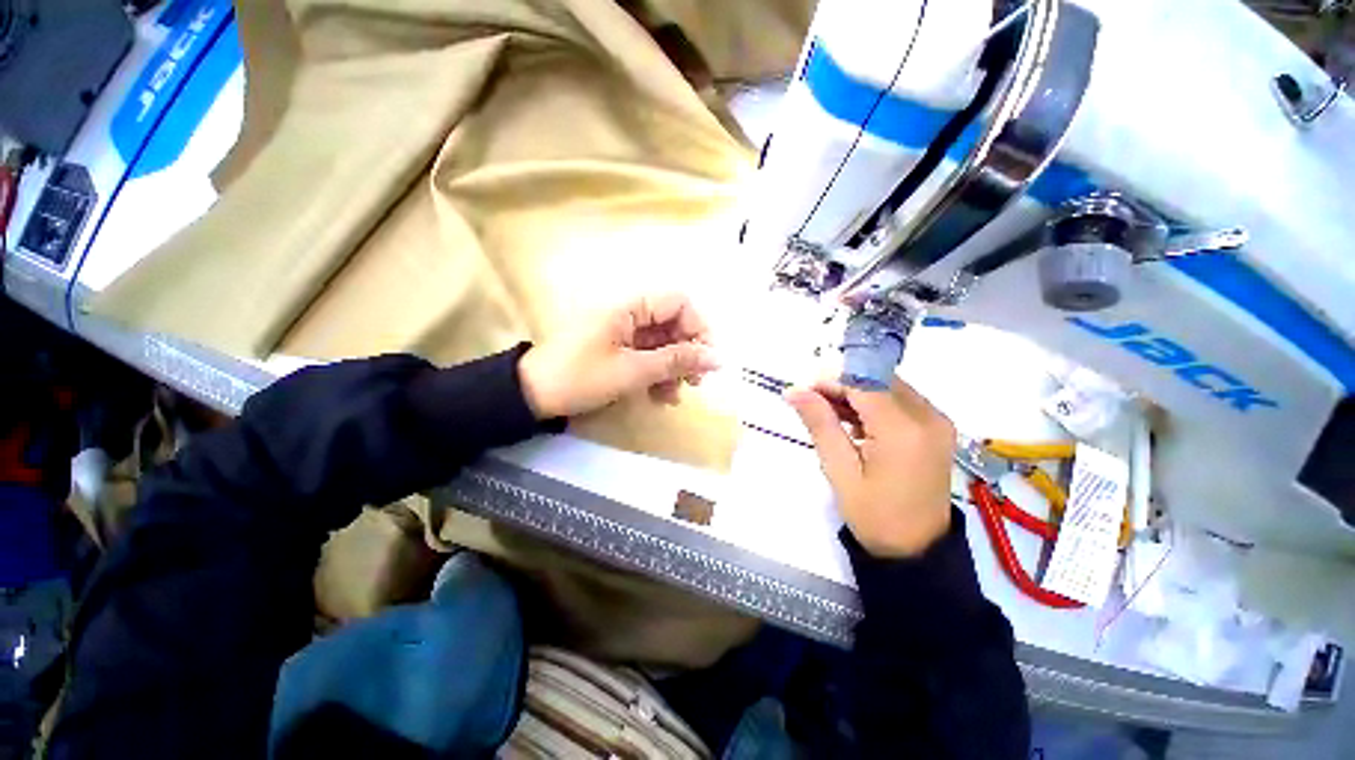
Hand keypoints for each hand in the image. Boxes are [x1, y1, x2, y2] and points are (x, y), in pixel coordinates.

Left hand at [518, 293, 719, 418]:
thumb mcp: (632, 371)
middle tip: (695, 383)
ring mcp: (624, 334)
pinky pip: (648, 358)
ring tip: (674, 397)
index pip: (679, 303)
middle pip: (673, 325)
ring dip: (673, 369)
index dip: (698, 328)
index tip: (707, 359)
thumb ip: (676, 362)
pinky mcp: (618, 351)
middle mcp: (630, 315)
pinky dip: (657, 376)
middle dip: (687, 354)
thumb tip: (717, 359)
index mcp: (631, 308)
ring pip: (663, 345)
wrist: (532, 395)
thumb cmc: (581, 377)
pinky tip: (659, 398)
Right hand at [786, 379, 955, 557]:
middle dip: (843, 386)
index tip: (805, 393)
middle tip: (814, 406)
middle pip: (878, 380)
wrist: (917, 550)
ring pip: (889, 387)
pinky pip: (901, 401)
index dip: (831, 382)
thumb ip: (820, 424)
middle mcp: (928, 417)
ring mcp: (938, 422)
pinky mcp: (938, 429)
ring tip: (831, 417)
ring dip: (858, 394)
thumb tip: (795, 390)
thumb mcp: (839, 470)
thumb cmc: (874, 515)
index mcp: (903, 430)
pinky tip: (856, 425)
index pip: (863, 383)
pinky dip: (875, 404)